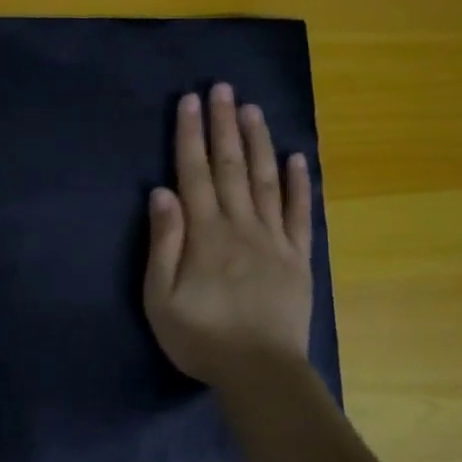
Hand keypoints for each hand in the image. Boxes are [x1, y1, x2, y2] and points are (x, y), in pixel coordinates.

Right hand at [144, 83, 313, 389]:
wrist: (260, 373)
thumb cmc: (201, 337)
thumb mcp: (161, 298)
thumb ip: (163, 244)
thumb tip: (161, 193)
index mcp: (205, 234)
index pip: (194, 174)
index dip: (190, 135)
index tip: (191, 101)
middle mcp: (240, 225)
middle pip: (230, 167)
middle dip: (224, 125)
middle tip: (224, 88)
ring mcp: (274, 239)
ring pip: (266, 180)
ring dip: (258, 142)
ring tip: (253, 110)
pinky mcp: (298, 257)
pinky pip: (300, 213)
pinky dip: (300, 184)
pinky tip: (297, 158)